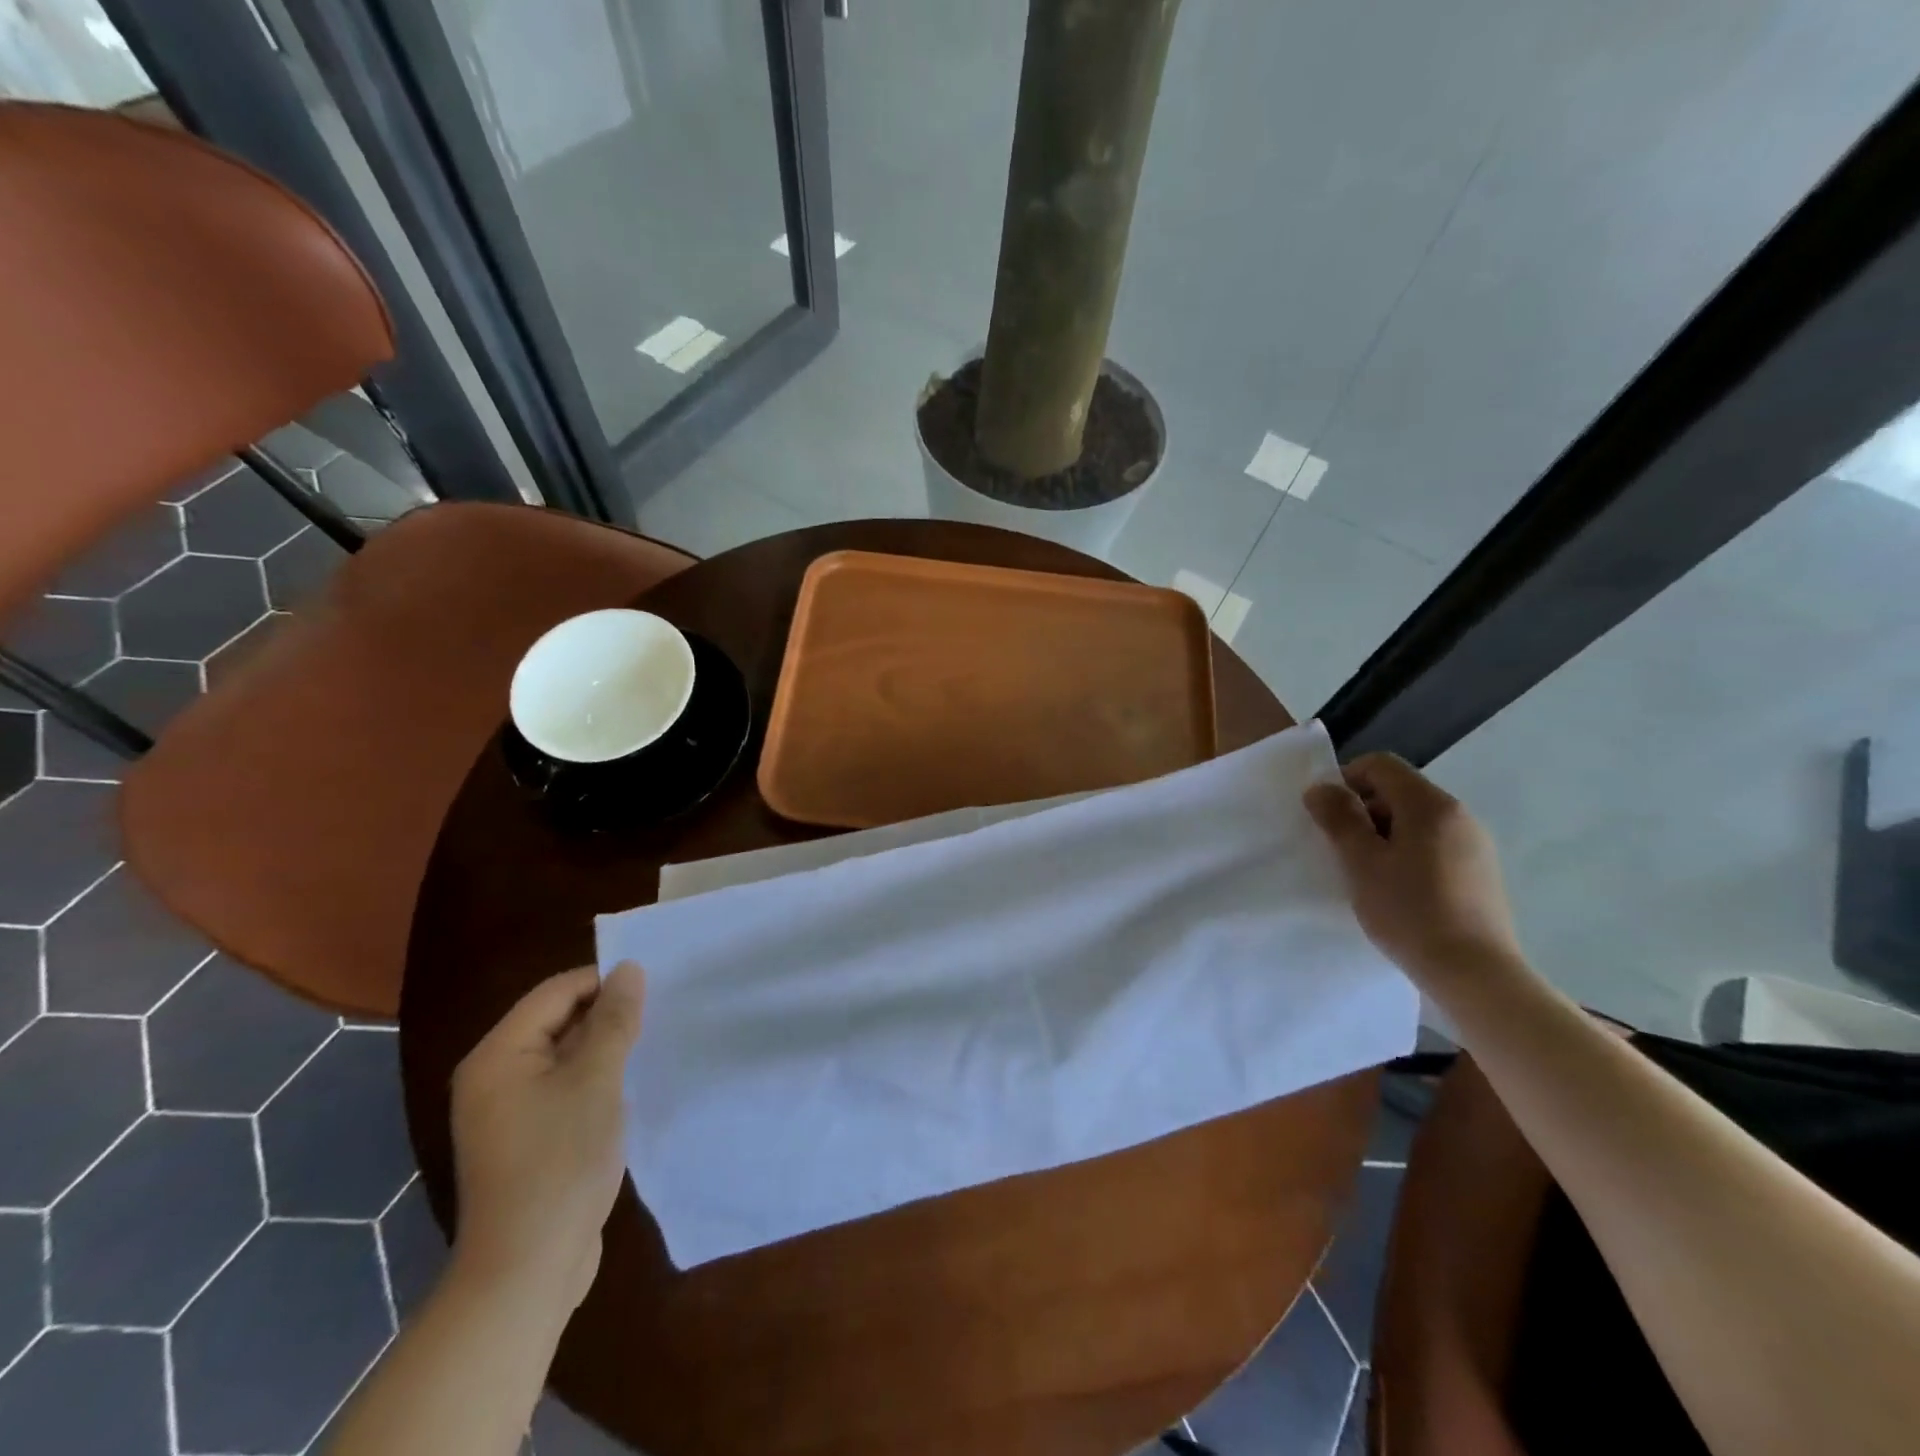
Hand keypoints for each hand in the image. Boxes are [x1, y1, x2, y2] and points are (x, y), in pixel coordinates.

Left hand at [448, 962, 643, 1312]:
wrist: (528, 1271)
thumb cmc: (560, 1163)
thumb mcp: (596, 1081)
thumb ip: (614, 1021)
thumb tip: (628, 969)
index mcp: (498, 1056)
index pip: (555, 992)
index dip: (604, 982)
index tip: (654, 987)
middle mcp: (494, 1076)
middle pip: (557, 1020)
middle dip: (607, 1015)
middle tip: (658, 1015)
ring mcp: (508, 1111)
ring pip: (565, 1055)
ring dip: (605, 1048)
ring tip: (651, 1045)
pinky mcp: (527, 1138)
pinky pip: (564, 1087)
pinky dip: (596, 1079)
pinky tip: (630, 1086)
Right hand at [1303, 753, 1522, 983]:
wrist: (1475, 973)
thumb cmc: (1409, 911)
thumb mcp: (1361, 862)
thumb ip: (1339, 818)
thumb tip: (1320, 787)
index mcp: (1430, 805)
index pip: (1381, 765)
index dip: (1346, 779)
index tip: (1327, 814)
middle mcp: (1459, 815)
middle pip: (1399, 791)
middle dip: (1363, 810)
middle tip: (1341, 847)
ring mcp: (1475, 844)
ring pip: (1416, 820)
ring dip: (1384, 834)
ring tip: (1366, 872)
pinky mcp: (1481, 872)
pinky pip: (1434, 845)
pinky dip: (1407, 853)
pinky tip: (1397, 889)